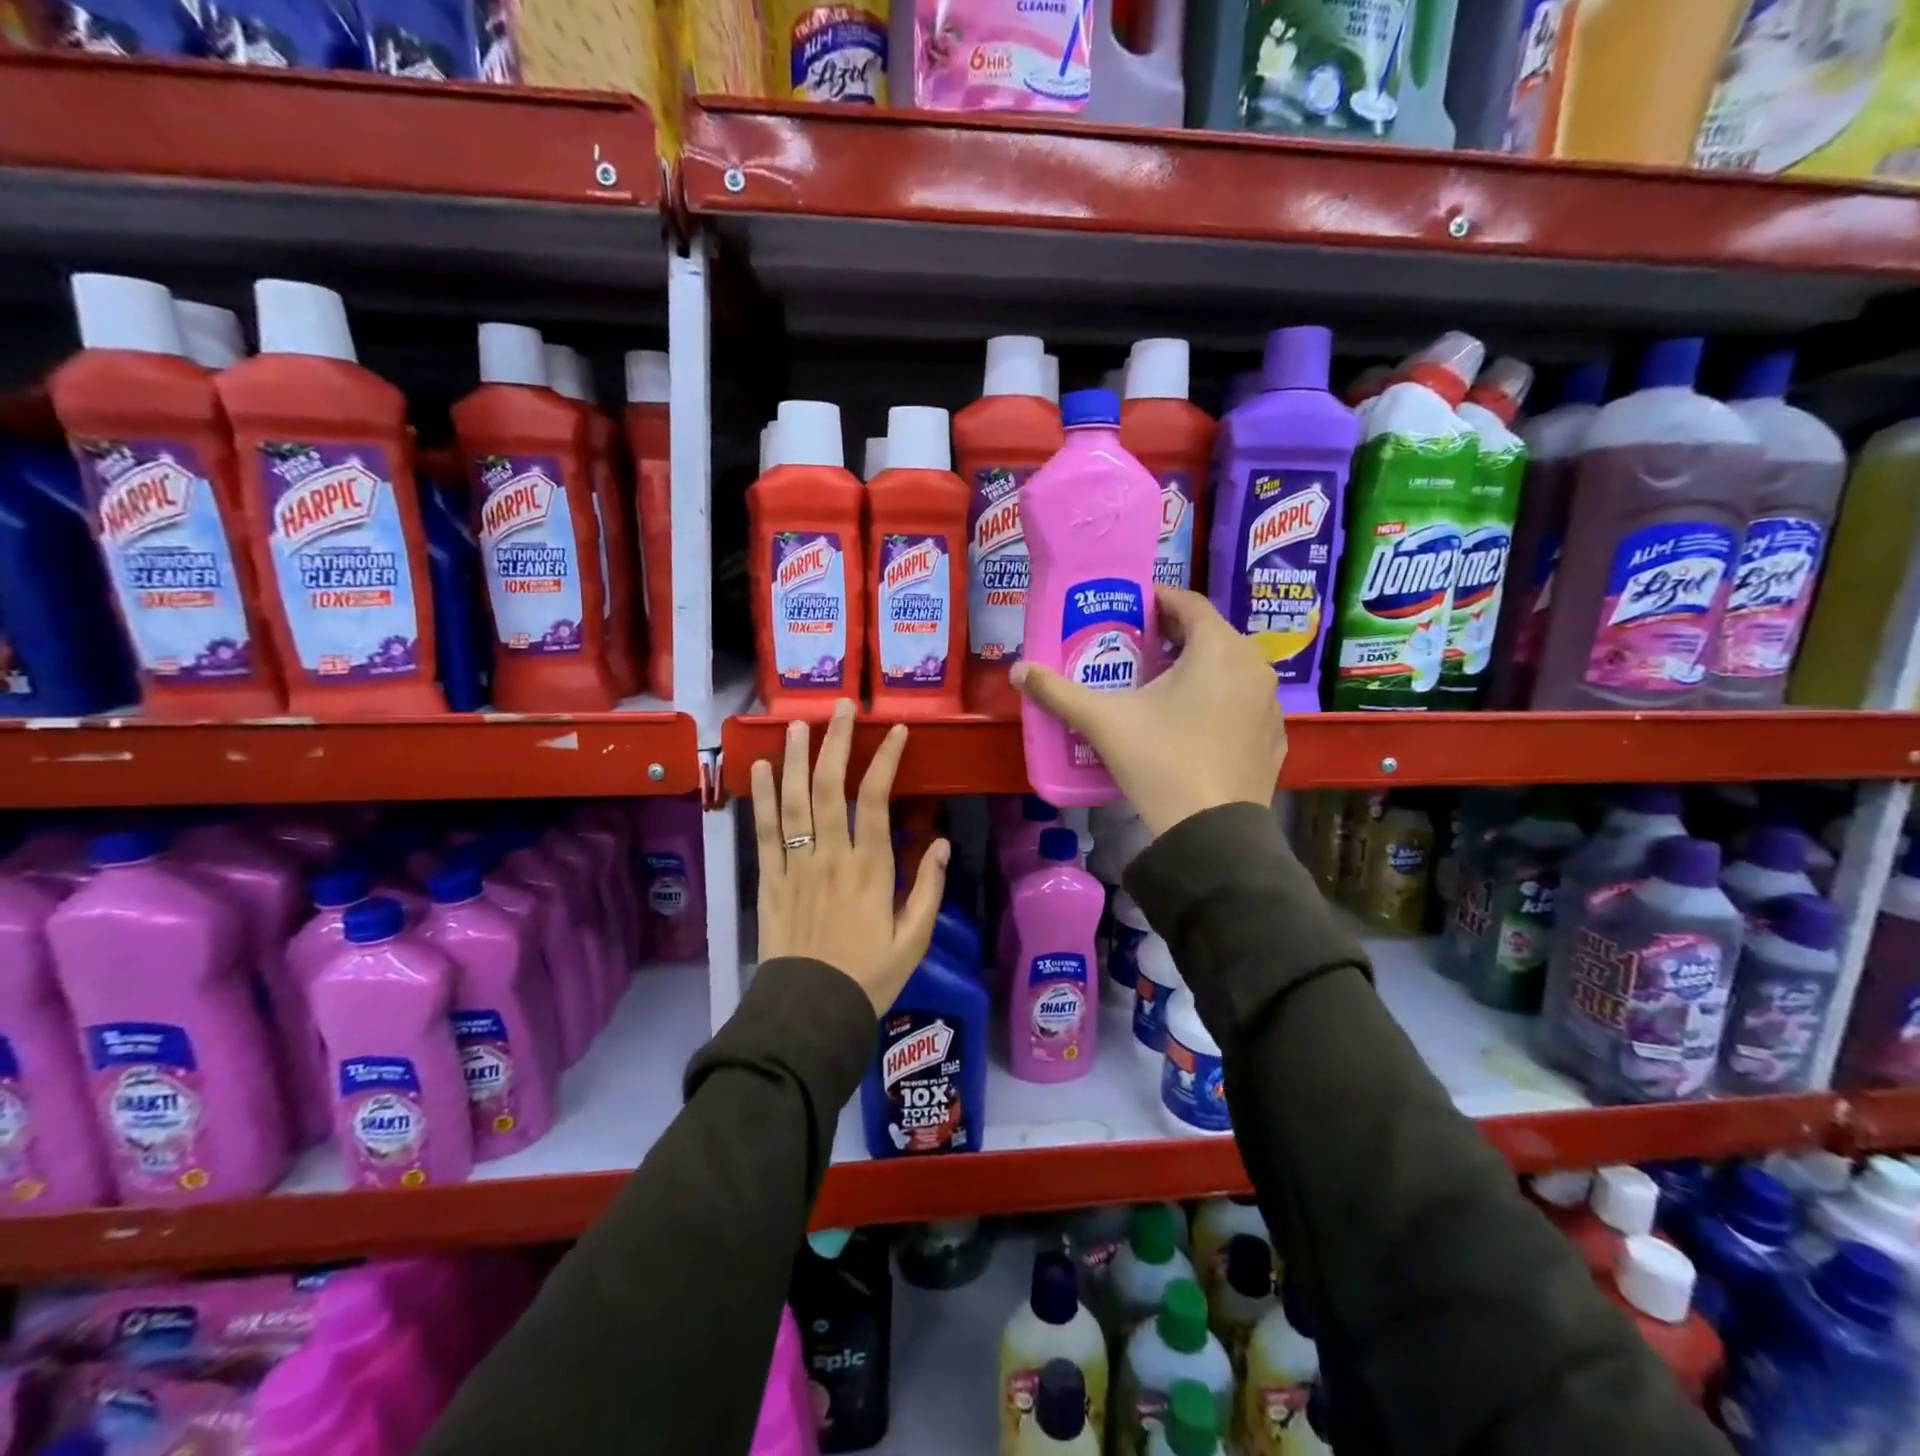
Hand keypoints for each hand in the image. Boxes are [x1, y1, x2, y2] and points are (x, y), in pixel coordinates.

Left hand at [750, 699, 949, 1013]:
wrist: (812, 1014)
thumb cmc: (870, 977)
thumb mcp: (915, 939)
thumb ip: (929, 889)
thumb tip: (943, 842)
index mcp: (870, 869)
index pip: (876, 799)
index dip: (885, 759)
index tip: (896, 730)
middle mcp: (830, 857)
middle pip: (831, 788)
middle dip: (837, 742)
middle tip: (842, 707)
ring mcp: (795, 867)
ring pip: (794, 802)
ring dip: (796, 759)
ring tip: (798, 723)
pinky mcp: (769, 882)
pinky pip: (764, 834)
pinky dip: (761, 800)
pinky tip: (760, 770)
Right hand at [1010, 586, 1283, 835]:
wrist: (1212, 833)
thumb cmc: (1160, 761)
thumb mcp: (1103, 722)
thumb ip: (1058, 692)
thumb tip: (1018, 670)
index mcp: (1218, 648)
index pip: (1188, 603)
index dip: (1157, 600)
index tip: (1130, 609)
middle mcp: (1253, 666)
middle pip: (1211, 635)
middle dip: (1174, 636)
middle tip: (1138, 647)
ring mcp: (1270, 704)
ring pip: (1231, 669)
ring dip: (1199, 668)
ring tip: (1162, 685)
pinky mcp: (1273, 738)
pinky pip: (1243, 704)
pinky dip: (1219, 701)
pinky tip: (1194, 724)